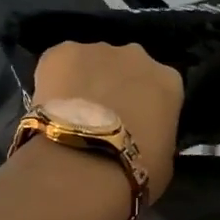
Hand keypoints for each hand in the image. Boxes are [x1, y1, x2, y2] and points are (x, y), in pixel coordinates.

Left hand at [31, 41, 182, 201]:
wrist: (83, 164)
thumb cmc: (134, 170)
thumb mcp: (165, 159)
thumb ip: (158, 135)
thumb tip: (147, 136)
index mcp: (169, 81)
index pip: (161, 87)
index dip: (146, 105)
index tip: (136, 123)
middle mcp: (138, 55)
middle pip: (128, 67)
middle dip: (117, 85)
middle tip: (102, 117)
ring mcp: (98, 49)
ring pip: (92, 62)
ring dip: (86, 81)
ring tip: (72, 113)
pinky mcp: (61, 51)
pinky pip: (60, 62)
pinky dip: (55, 78)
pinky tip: (50, 104)